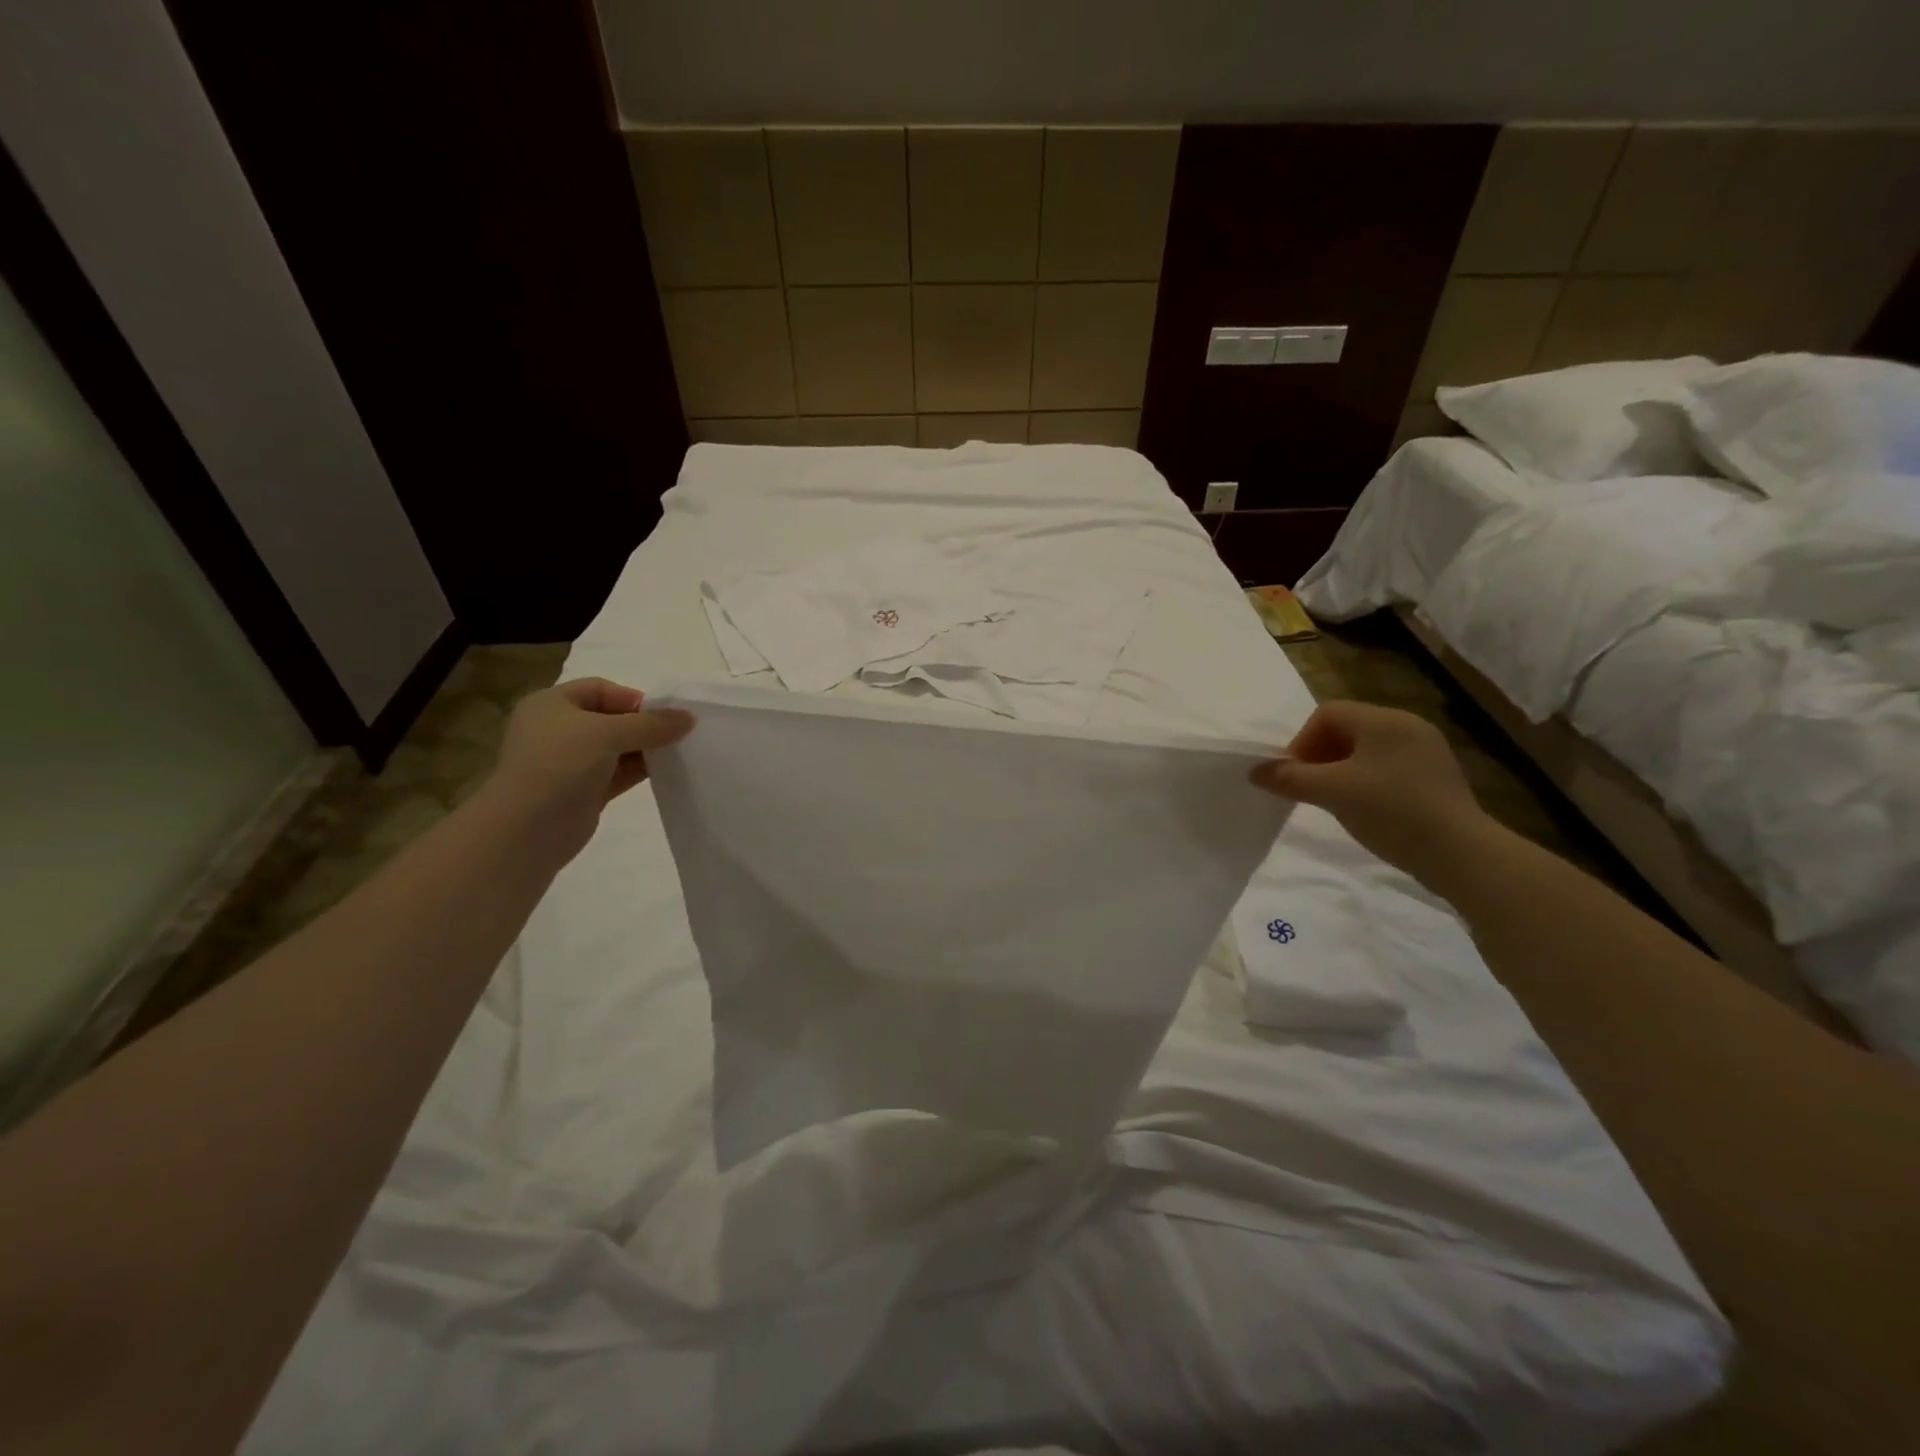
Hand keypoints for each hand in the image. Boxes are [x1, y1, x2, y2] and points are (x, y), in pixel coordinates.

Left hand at [484, 678, 693, 858]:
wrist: (528, 828)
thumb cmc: (560, 764)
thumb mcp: (608, 733)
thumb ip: (651, 724)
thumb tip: (689, 717)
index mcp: (551, 704)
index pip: (600, 689)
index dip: (632, 697)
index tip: (664, 714)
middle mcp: (559, 729)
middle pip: (612, 718)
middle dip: (644, 724)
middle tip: (679, 733)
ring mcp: (571, 762)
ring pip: (618, 747)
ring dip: (646, 748)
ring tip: (679, 751)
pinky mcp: (584, 790)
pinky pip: (619, 773)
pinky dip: (641, 770)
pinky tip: (667, 771)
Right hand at [1251, 700, 1491, 883]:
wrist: (1461, 854)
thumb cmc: (1391, 811)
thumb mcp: (1332, 792)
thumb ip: (1290, 778)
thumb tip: (1255, 772)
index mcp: (1385, 720)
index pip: (1327, 713)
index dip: (1302, 741)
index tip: (1295, 775)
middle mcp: (1408, 726)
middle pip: (1347, 728)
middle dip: (1319, 755)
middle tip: (1309, 788)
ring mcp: (1427, 751)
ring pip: (1367, 749)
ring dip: (1340, 769)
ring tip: (1334, 800)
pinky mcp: (1437, 777)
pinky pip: (1388, 767)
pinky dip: (1366, 781)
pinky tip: (1366, 809)